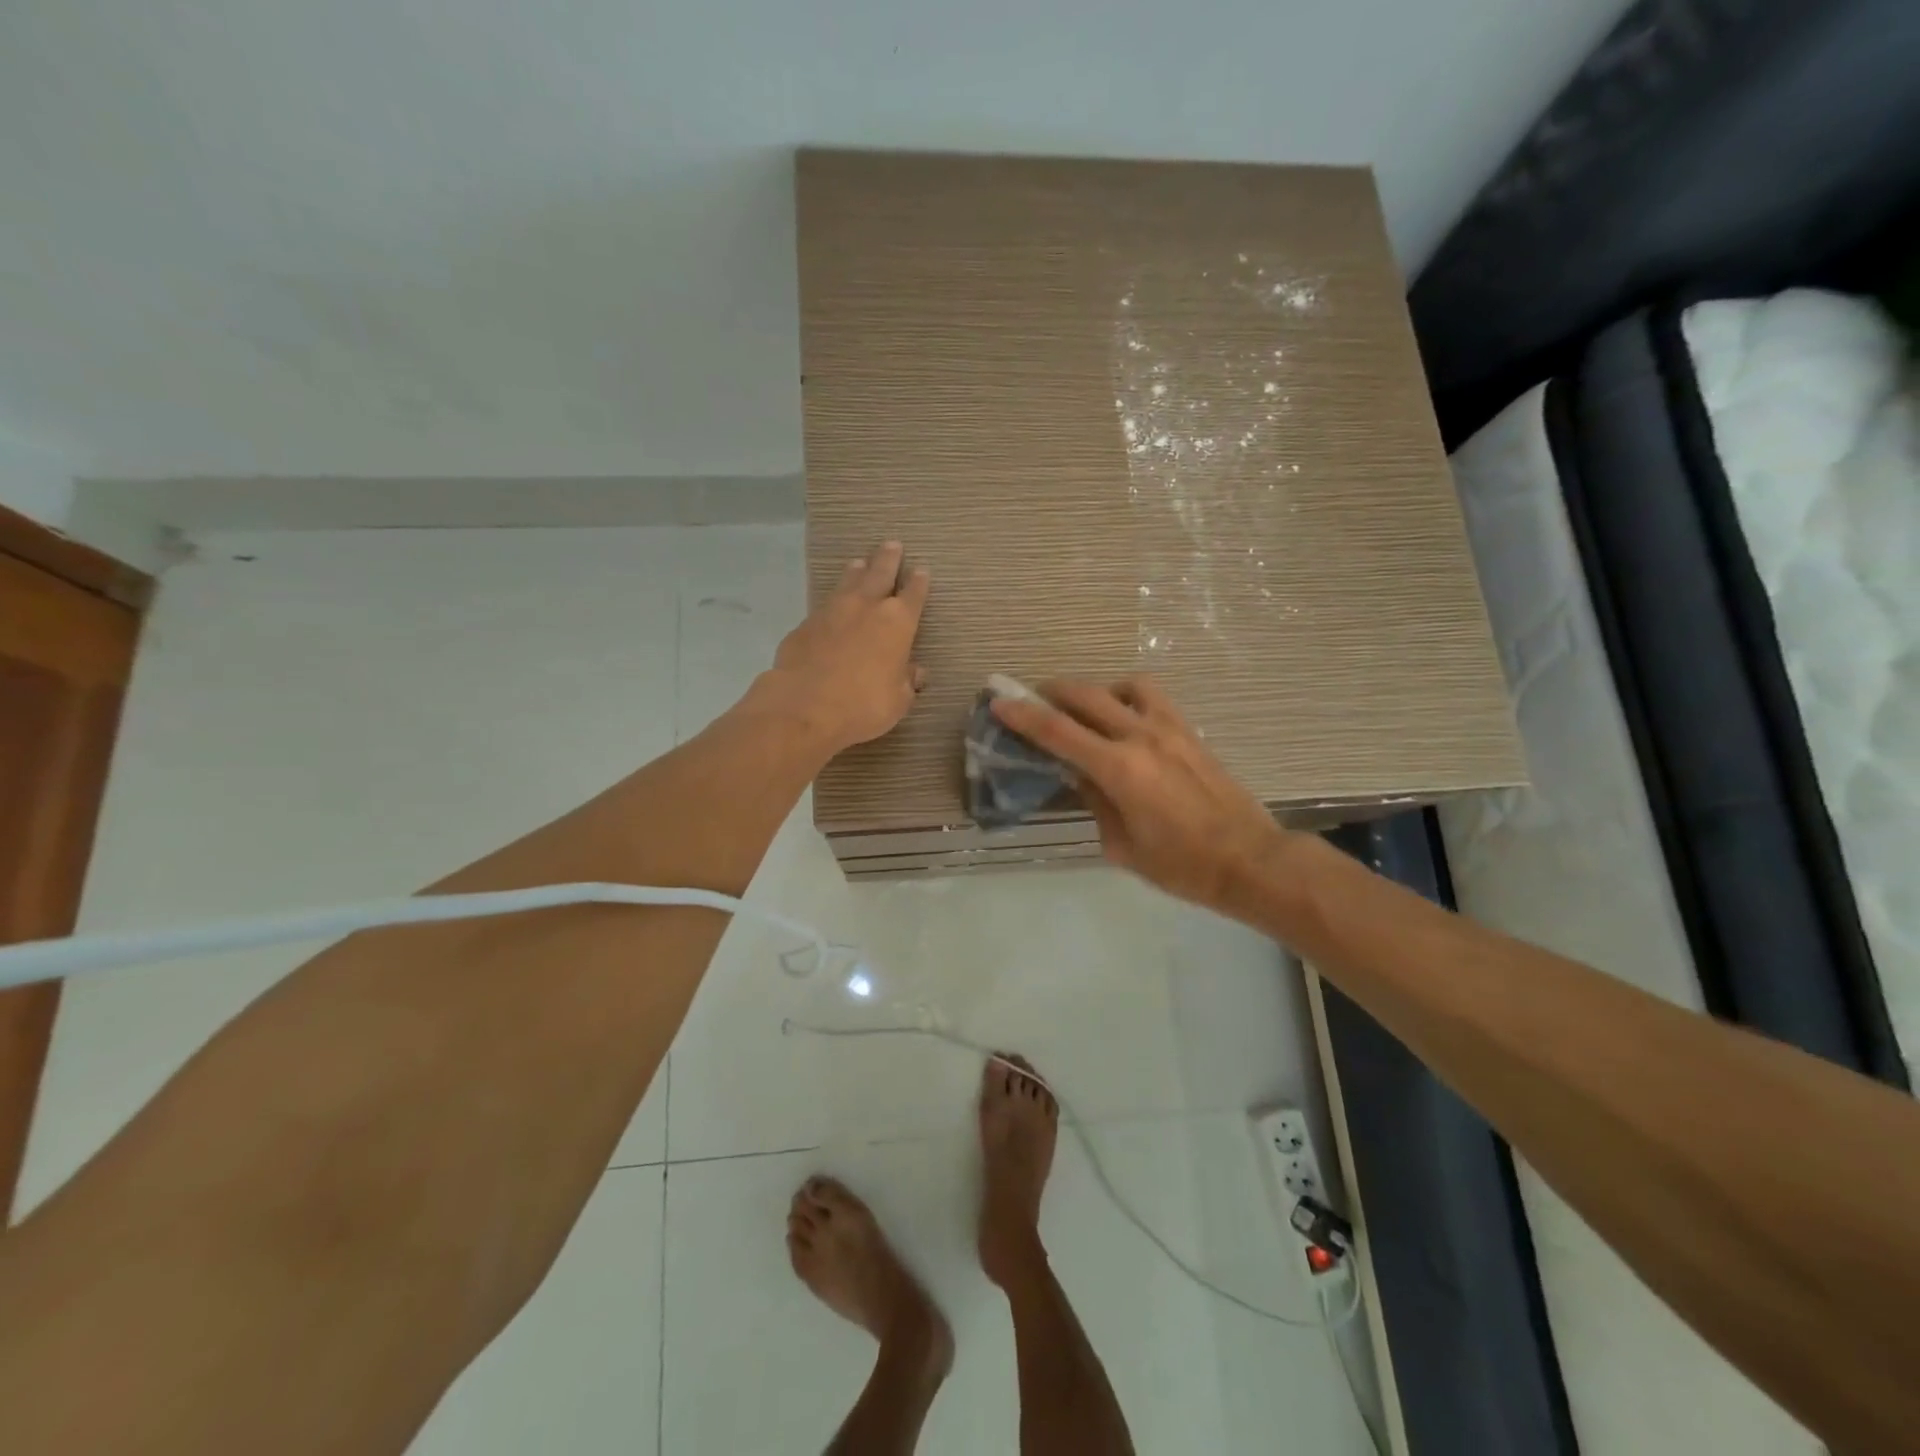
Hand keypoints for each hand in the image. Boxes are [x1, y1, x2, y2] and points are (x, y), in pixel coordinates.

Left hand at [757, 541, 930, 754]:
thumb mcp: (897, 700)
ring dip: (856, 572)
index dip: (919, 582)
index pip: (913, 594)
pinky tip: (831, 607)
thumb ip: (906, 681)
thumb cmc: (863, 704)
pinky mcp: (805, 625)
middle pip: (879, 573)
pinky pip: (824, 606)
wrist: (804, 706)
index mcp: (897, 622)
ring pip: (848, 582)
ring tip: (859, 563)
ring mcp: (832, 612)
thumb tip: (915, 672)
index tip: (922, 570)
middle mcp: (866, 607)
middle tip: (892, 545)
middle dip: (888, 559)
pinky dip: (832, 602)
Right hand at [991, 676, 1288, 910]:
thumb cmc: (1181, 866)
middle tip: (1032, 699)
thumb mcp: (1122, 846)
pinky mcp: (1190, 731)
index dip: (1023, 716)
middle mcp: (1142, 737)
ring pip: (1124, 686)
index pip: (1058, 732)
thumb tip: (1080, 775)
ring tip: (1086, 711)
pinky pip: (1153, 698)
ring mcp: (1170, 729)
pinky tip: (1125, 721)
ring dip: (1096, 691)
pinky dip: (1129, 698)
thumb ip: (1095, 802)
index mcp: (1119, 769)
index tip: (999, 702)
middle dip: (1052, 692)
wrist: (1249, 860)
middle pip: (1087, 695)